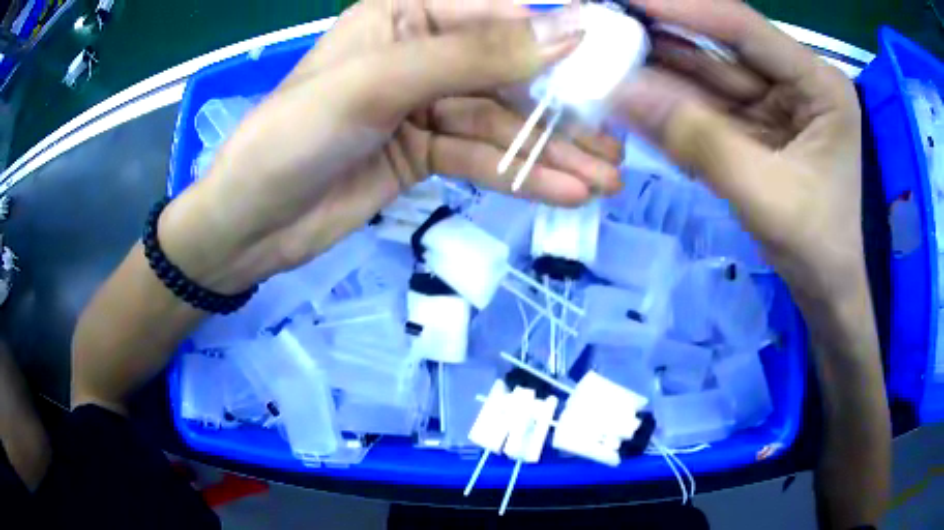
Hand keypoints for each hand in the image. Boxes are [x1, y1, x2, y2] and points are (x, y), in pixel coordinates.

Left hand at [159, 0, 622, 293]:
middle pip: (508, 76)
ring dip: (552, 155)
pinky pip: (481, 158)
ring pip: (501, 125)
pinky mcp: (422, 150)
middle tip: (618, 151)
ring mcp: (423, 103)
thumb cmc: (293, 138)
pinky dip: (521, 176)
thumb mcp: (380, 83)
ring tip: (605, 183)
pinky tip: (564, 193)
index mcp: (405, 14)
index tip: (615, 76)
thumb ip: (475, 53)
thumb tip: (569, 32)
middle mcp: (420, 50)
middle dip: (562, 116)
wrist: (250, 224)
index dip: (559, 44)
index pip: (500, 17)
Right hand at [611, 0, 863, 304]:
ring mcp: (778, 107)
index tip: (629, 0)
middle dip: (666, 42)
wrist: (830, 295)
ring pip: (712, 81)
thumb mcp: (765, 194)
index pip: (745, 28)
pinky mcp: (760, 132)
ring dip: (664, 75)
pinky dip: (678, 110)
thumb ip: (698, 141)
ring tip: (610, 60)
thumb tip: (622, 92)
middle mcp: (797, 84)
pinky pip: (713, 112)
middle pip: (723, 50)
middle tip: (608, 30)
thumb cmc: (818, 248)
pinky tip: (639, 99)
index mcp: (818, 85)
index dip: (684, 8)